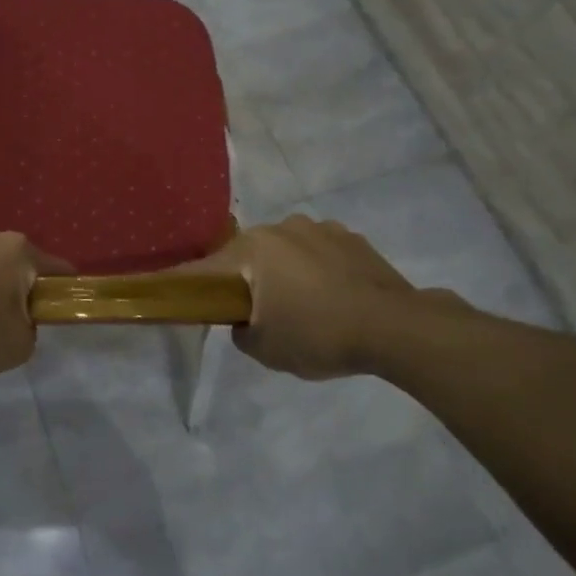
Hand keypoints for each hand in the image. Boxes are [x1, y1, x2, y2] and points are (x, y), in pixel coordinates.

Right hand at [177, 215, 472, 379]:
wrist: (397, 328)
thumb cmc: (319, 334)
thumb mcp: (264, 349)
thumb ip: (241, 330)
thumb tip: (246, 319)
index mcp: (253, 248)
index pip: (206, 268)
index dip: (188, 284)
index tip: (178, 296)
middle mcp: (282, 227)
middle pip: (250, 256)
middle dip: (248, 280)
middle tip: (257, 313)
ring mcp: (321, 228)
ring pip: (286, 252)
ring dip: (285, 273)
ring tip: (303, 307)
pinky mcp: (352, 238)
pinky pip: (319, 254)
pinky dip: (317, 271)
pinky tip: (332, 299)